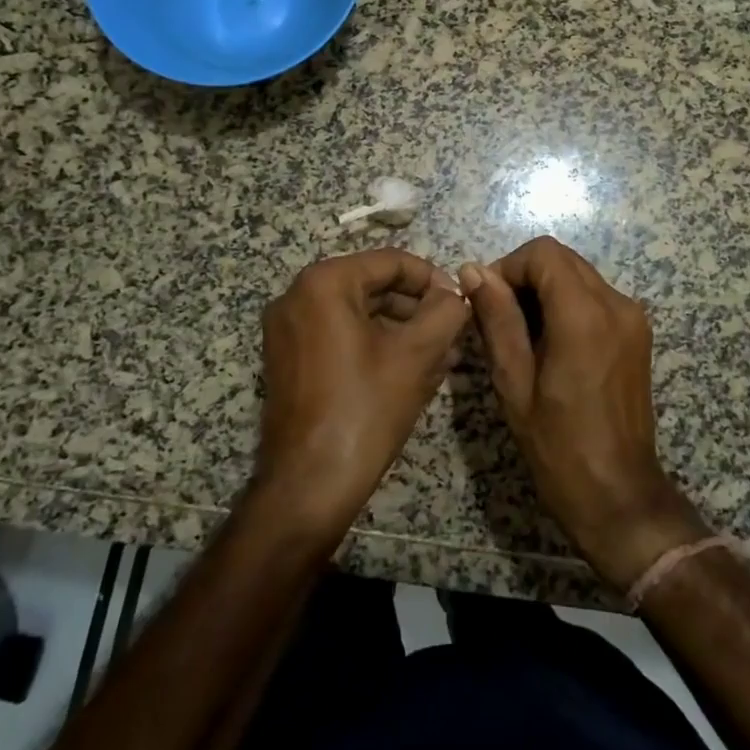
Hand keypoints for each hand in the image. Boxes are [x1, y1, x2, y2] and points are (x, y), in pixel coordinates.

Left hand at [256, 249, 471, 537]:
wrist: (308, 487)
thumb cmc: (365, 410)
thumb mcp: (417, 355)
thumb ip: (445, 312)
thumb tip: (456, 294)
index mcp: (323, 284)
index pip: (391, 262)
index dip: (433, 279)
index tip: (461, 304)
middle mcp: (297, 297)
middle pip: (373, 286)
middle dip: (418, 308)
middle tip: (454, 332)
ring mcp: (288, 331)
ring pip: (359, 314)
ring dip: (402, 329)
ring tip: (443, 356)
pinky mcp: (289, 361)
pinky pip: (341, 337)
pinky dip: (376, 346)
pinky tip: (413, 371)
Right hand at [462, 237, 706, 589]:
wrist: (619, 496)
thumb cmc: (558, 448)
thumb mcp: (514, 383)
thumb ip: (497, 319)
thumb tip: (474, 271)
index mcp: (585, 315)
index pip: (543, 253)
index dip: (508, 266)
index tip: (486, 300)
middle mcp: (616, 304)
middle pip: (563, 259)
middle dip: (525, 276)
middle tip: (499, 318)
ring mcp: (633, 317)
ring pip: (579, 275)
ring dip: (545, 290)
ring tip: (521, 335)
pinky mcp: (638, 333)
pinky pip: (596, 297)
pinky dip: (567, 304)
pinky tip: (550, 344)